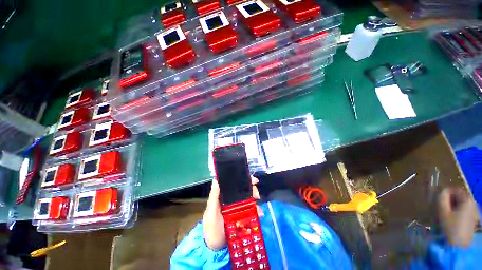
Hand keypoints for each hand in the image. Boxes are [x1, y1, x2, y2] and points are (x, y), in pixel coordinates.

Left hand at [203, 177, 260, 249]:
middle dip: (252, 189)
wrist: (215, 249)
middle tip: (257, 195)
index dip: (242, 178)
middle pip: (243, 189)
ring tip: (259, 209)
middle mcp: (231, 199)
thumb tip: (216, 179)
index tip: (252, 180)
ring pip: (248, 198)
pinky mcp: (242, 216)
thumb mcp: (211, 212)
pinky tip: (259, 214)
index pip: (233, 183)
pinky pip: (251, 210)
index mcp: (223, 195)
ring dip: (255, 200)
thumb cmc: (211, 228)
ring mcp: (237, 207)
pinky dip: (257, 210)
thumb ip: (214, 197)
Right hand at [438, 187, 479, 246]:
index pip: (454, 189)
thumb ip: (441, 198)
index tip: (437, 198)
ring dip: (452, 206)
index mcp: (467, 200)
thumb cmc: (451, 227)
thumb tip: (440, 191)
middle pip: (459, 197)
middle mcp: (473, 203)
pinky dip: (456, 212)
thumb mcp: (443, 212)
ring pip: (461, 204)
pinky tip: (451, 219)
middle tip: (440, 207)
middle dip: (449, 200)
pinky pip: (463, 211)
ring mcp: (475, 212)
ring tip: (445, 214)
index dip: (445, 192)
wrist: (459, 246)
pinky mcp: (473, 219)